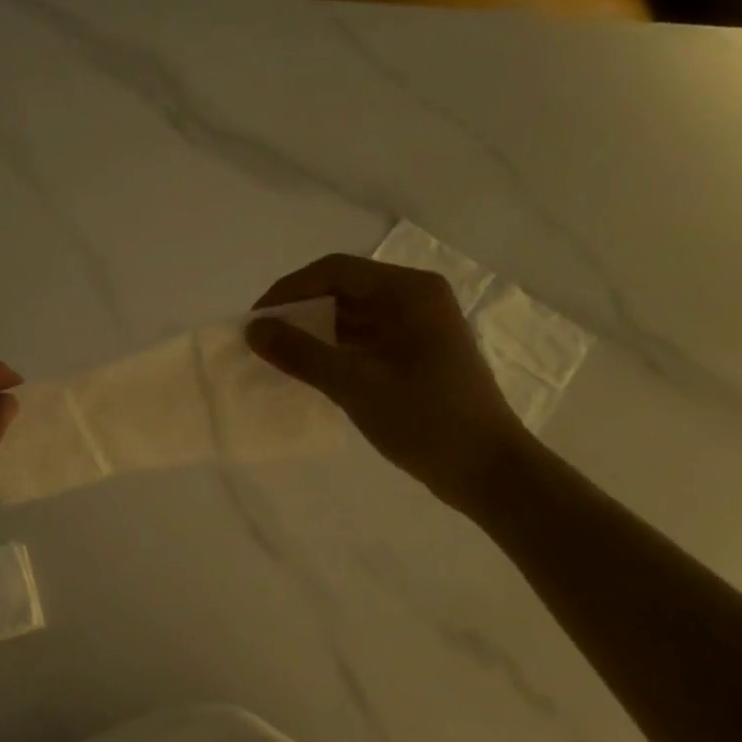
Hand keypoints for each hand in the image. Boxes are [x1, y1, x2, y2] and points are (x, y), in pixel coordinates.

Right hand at [248, 254, 537, 514]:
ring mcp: (420, 327)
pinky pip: (366, 339)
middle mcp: (416, 298)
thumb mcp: (355, 385)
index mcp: (408, 292)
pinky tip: (312, 371)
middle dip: (300, 311)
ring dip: (316, 332)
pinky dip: (336, 350)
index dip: (289, 290)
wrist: (488, 470)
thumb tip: (254, 330)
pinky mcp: (418, 354)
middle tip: (264, 340)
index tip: (256, 322)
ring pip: (354, 315)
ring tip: (280, 357)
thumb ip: (301, 353)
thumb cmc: (425, 419)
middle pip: (344, 289)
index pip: (335, 271)